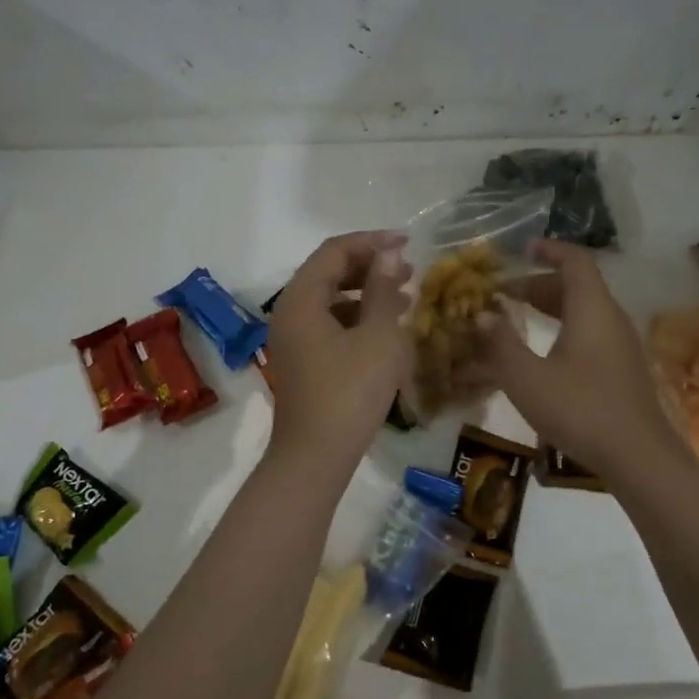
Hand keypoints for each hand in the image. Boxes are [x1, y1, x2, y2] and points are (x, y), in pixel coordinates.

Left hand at [265, 230, 413, 463]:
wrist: (316, 457)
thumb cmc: (350, 392)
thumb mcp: (378, 337)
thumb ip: (384, 290)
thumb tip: (389, 254)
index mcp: (301, 300)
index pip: (334, 251)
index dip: (371, 241)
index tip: (407, 242)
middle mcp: (290, 313)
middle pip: (328, 272)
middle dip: (370, 266)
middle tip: (409, 269)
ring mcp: (293, 340)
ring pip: (330, 300)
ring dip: (366, 292)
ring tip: (405, 296)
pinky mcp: (303, 362)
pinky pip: (329, 324)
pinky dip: (357, 318)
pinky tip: (386, 329)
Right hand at [475, 240, 685, 476]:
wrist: (638, 457)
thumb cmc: (580, 410)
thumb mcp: (527, 378)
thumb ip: (500, 343)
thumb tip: (481, 314)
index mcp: (592, 309)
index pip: (575, 260)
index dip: (549, 249)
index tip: (522, 249)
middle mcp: (611, 319)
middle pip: (578, 285)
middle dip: (539, 283)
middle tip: (504, 293)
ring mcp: (621, 345)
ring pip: (585, 311)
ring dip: (551, 308)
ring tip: (518, 318)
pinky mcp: (623, 369)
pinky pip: (591, 332)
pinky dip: (564, 329)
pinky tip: (544, 355)